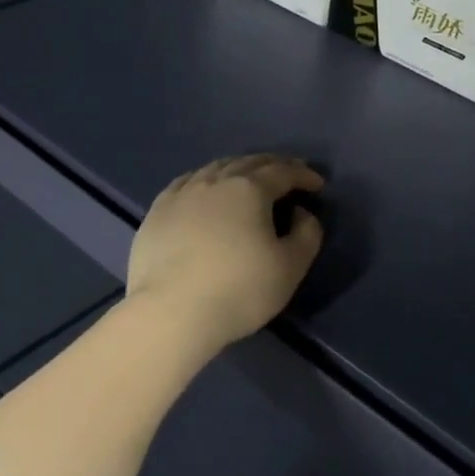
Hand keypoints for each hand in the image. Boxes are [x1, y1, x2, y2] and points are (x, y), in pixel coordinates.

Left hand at [127, 154, 325, 352]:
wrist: (171, 313)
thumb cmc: (239, 290)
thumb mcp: (290, 267)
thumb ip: (307, 234)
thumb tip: (301, 213)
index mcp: (249, 190)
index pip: (283, 172)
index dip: (303, 175)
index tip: (317, 184)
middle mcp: (215, 181)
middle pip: (248, 163)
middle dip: (273, 165)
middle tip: (288, 173)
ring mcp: (181, 194)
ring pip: (215, 168)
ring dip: (238, 168)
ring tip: (248, 177)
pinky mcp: (157, 212)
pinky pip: (186, 183)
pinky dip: (205, 180)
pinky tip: (204, 189)